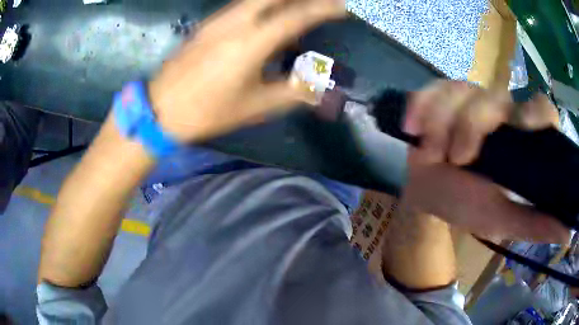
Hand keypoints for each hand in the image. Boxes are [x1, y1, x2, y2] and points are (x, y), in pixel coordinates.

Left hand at [149, 0, 344, 141]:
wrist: (161, 108)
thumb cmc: (208, 111)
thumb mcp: (256, 106)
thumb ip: (293, 91)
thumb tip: (319, 84)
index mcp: (252, 42)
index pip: (297, 16)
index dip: (323, 8)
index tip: (342, 7)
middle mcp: (236, 21)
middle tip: (321, 4)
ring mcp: (219, 19)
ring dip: (283, 0)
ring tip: (300, 8)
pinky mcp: (208, 23)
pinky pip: (243, 5)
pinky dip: (263, 5)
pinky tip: (269, 18)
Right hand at [401, 80, 567, 242]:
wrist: (428, 193)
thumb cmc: (467, 206)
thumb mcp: (504, 220)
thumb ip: (535, 225)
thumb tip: (568, 235)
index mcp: (522, 139)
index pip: (542, 111)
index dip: (536, 114)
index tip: (522, 129)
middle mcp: (501, 112)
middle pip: (495, 98)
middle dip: (473, 125)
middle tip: (456, 159)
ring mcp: (470, 99)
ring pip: (461, 91)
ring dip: (441, 123)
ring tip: (429, 154)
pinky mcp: (442, 94)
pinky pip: (432, 89)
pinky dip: (421, 106)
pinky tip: (412, 126)